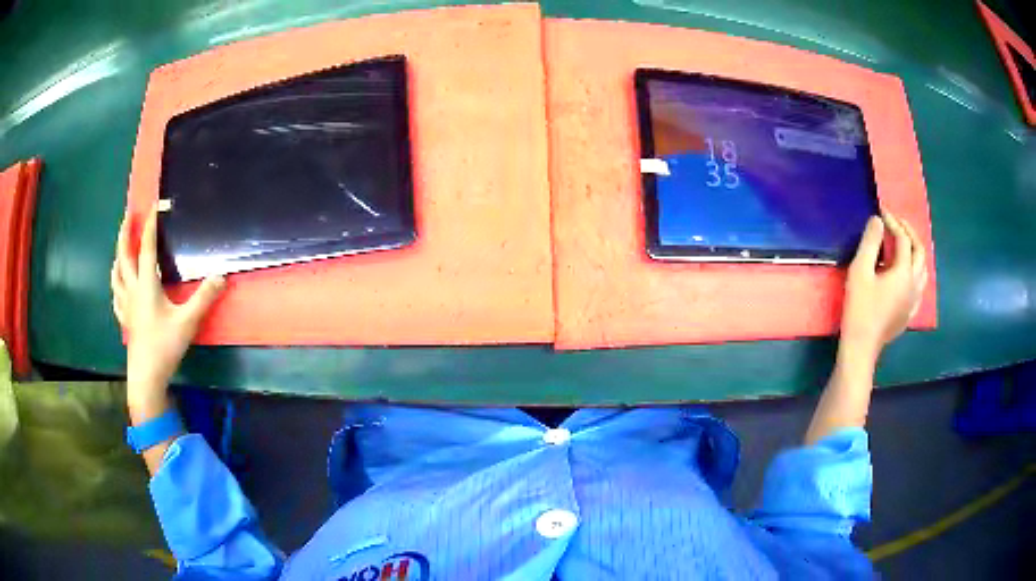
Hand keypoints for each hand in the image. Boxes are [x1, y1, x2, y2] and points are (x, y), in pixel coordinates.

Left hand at [111, 207, 225, 414]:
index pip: (147, 246)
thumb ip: (204, 298)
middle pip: (124, 255)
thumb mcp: (188, 322)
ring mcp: (126, 305)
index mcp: (146, 284)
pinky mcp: (125, 319)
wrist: (146, 377)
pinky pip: (116, 295)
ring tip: (121, 248)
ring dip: (118, 256)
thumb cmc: (164, 346)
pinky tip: (118, 285)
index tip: (155, 205)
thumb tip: (222, 275)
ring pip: (116, 274)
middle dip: (126, 233)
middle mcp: (132, 289)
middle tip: (128, 216)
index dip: (151, 224)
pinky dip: (116, 283)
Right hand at [840, 211, 927, 360]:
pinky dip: (915, 272)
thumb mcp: (860, 271)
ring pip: (923, 269)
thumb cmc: (860, 308)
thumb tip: (878, 220)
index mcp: (904, 272)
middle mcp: (914, 284)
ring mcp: (914, 300)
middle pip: (919, 251)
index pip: (903, 239)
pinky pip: (919, 286)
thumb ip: (870, 243)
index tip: (882, 211)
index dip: (893, 222)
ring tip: (905, 245)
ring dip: (916, 252)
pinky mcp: (909, 312)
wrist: (862, 346)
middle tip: (897, 222)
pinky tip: (907, 275)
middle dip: (909, 233)